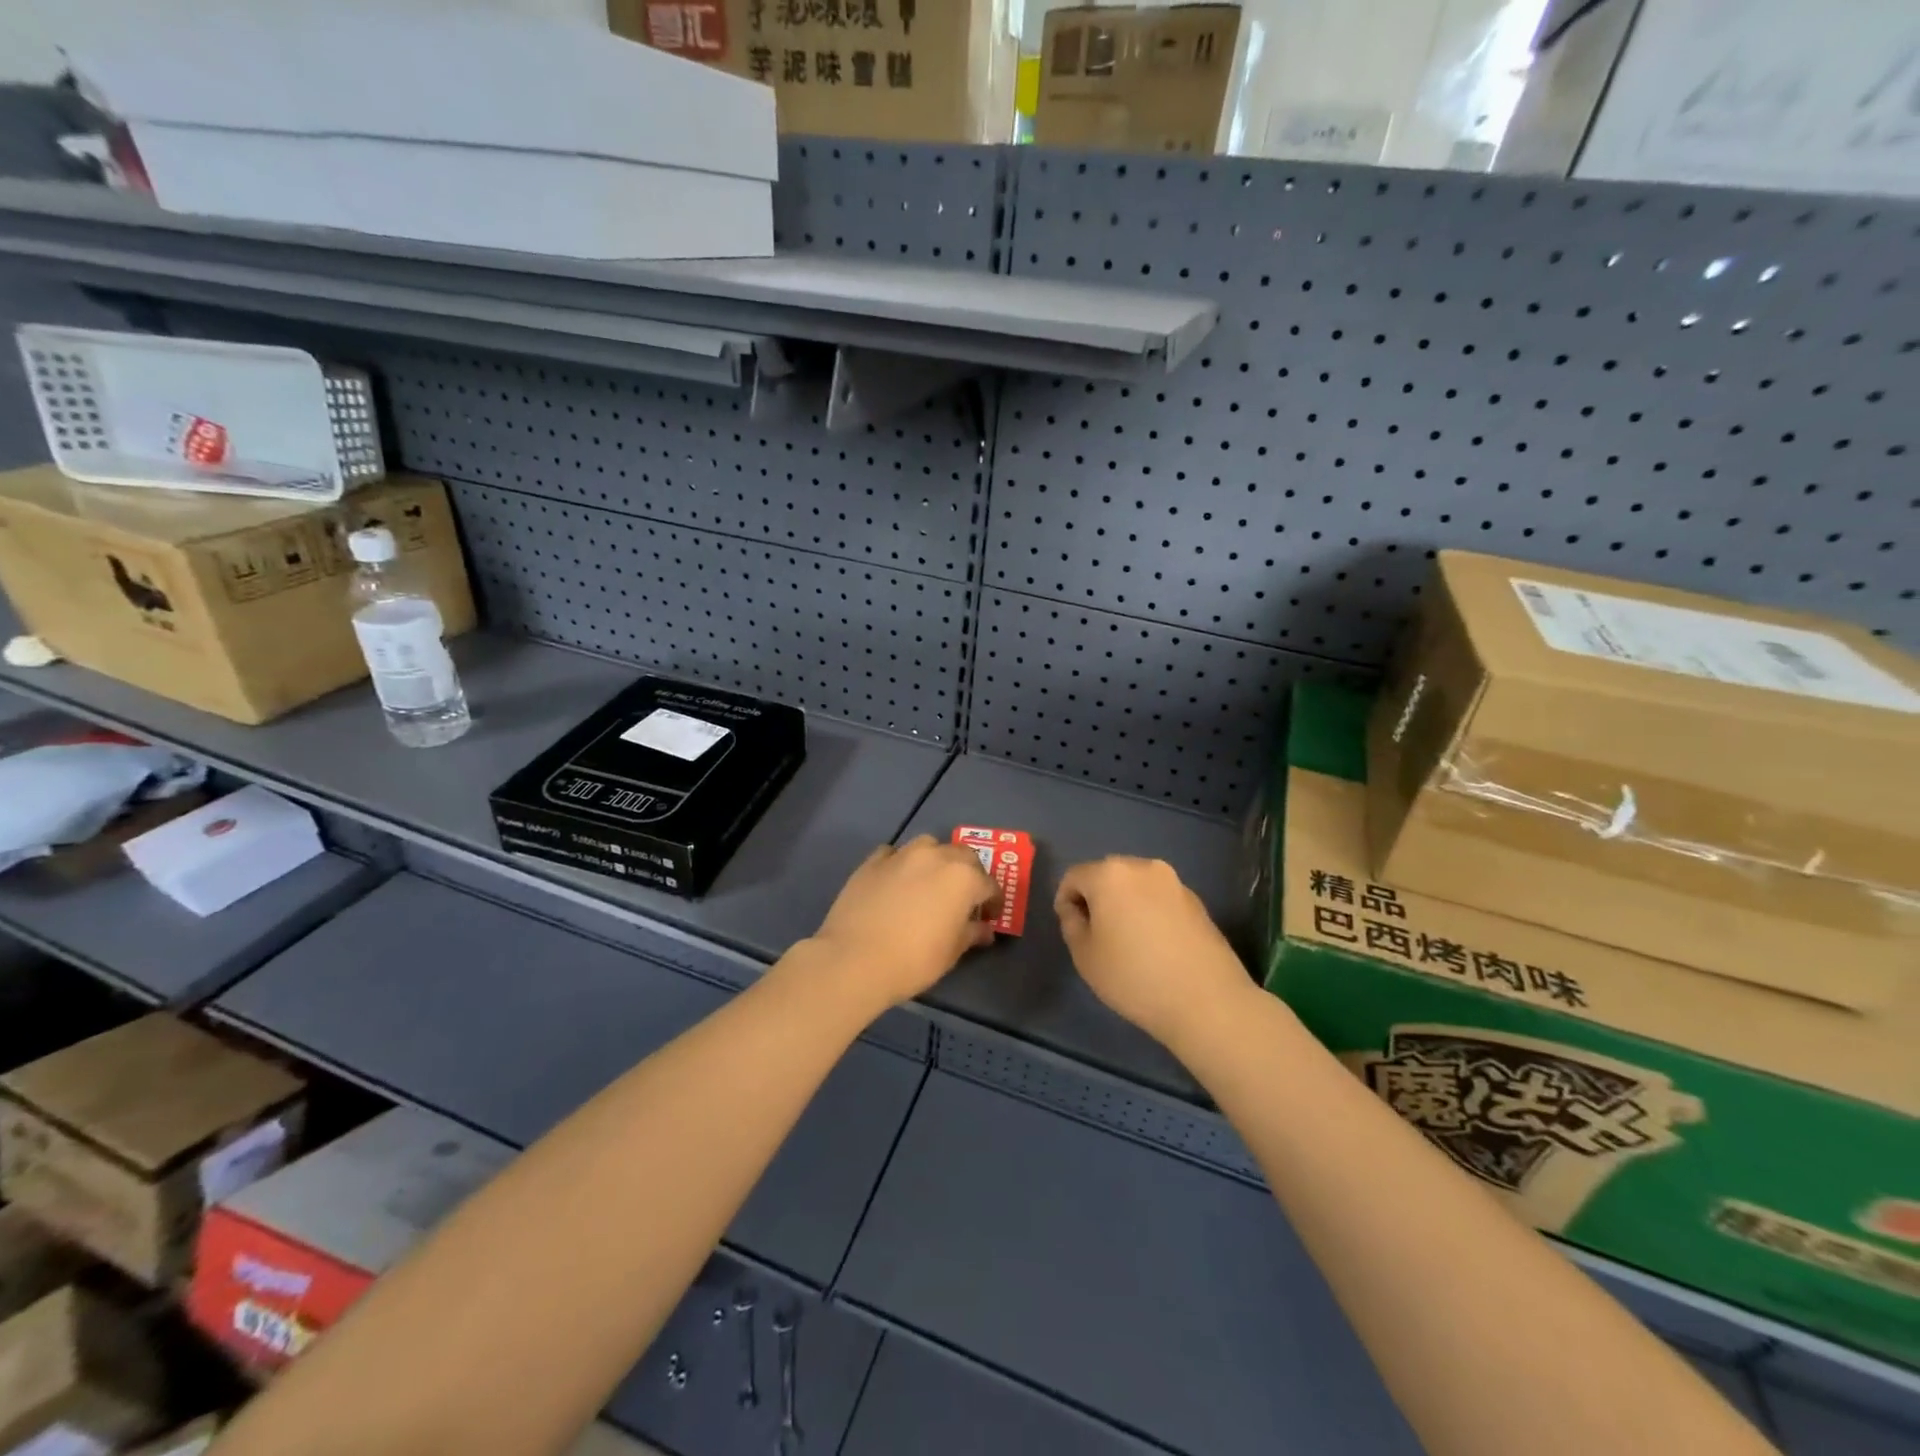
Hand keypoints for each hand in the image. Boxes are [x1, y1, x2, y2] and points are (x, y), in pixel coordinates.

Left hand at [807, 836, 998, 1013]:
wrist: (855, 959)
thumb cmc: (914, 960)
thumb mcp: (951, 952)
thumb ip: (971, 934)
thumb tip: (984, 929)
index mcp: (963, 877)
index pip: (989, 884)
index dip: (993, 901)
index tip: (989, 917)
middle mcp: (936, 856)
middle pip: (962, 855)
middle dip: (968, 873)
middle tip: (963, 897)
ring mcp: (902, 855)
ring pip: (928, 846)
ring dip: (936, 859)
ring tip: (930, 882)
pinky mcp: (872, 861)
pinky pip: (894, 854)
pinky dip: (900, 863)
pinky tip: (896, 881)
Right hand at [1055, 857, 1256, 1049]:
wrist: (1206, 1001)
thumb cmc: (1134, 977)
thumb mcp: (1085, 956)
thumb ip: (1071, 924)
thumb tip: (1076, 910)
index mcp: (1110, 874)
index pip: (1074, 877)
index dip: (1066, 901)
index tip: (1072, 929)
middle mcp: (1143, 867)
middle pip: (1107, 875)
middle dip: (1096, 899)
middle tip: (1096, 935)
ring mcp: (1174, 882)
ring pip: (1135, 886)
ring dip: (1124, 904)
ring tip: (1128, 942)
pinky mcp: (1197, 901)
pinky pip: (1159, 898)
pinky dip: (1150, 912)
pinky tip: (1155, 946)